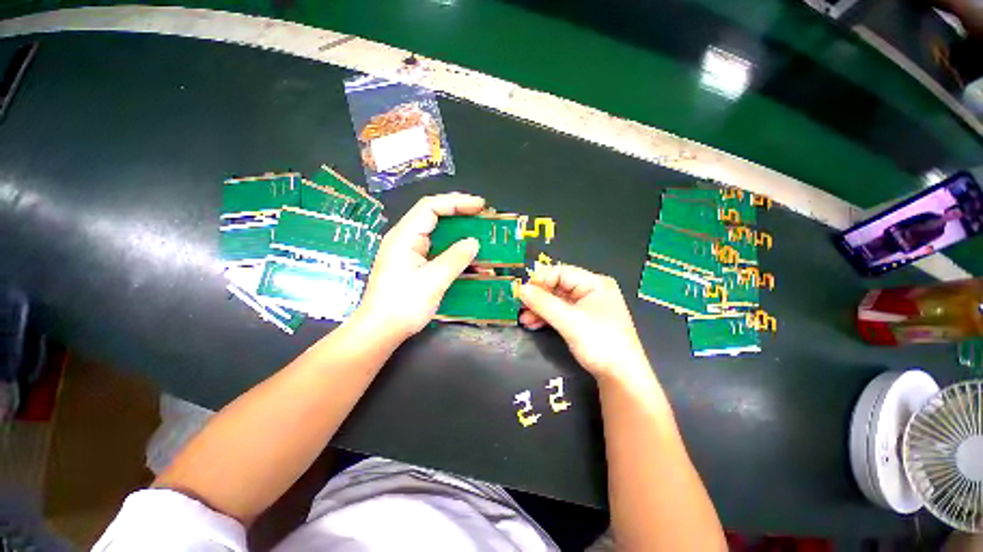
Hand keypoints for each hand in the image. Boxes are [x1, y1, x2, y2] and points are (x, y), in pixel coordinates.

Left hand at [357, 193, 484, 340]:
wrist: (378, 331)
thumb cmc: (402, 305)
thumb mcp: (433, 281)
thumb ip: (455, 258)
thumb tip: (473, 242)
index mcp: (404, 236)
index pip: (431, 207)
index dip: (457, 202)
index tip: (481, 207)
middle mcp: (403, 239)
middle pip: (432, 217)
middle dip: (460, 216)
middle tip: (484, 220)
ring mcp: (404, 254)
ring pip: (434, 235)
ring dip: (457, 236)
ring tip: (481, 239)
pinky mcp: (408, 268)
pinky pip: (432, 252)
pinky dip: (450, 253)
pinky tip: (468, 262)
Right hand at [517, 265, 651, 382]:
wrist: (621, 374)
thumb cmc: (600, 342)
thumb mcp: (570, 322)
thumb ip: (544, 304)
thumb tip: (521, 289)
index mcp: (595, 283)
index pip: (561, 272)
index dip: (540, 280)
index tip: (520, 293)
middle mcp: (594, 291)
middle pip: (560, 286)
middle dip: (539, 297)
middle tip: (519, 309)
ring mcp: (591, 308)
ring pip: (560, 301)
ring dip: (541, 309)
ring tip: (524, 321)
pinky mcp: (588, 324)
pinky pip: (564, 314)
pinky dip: (550, 318)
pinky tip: (535, 325)